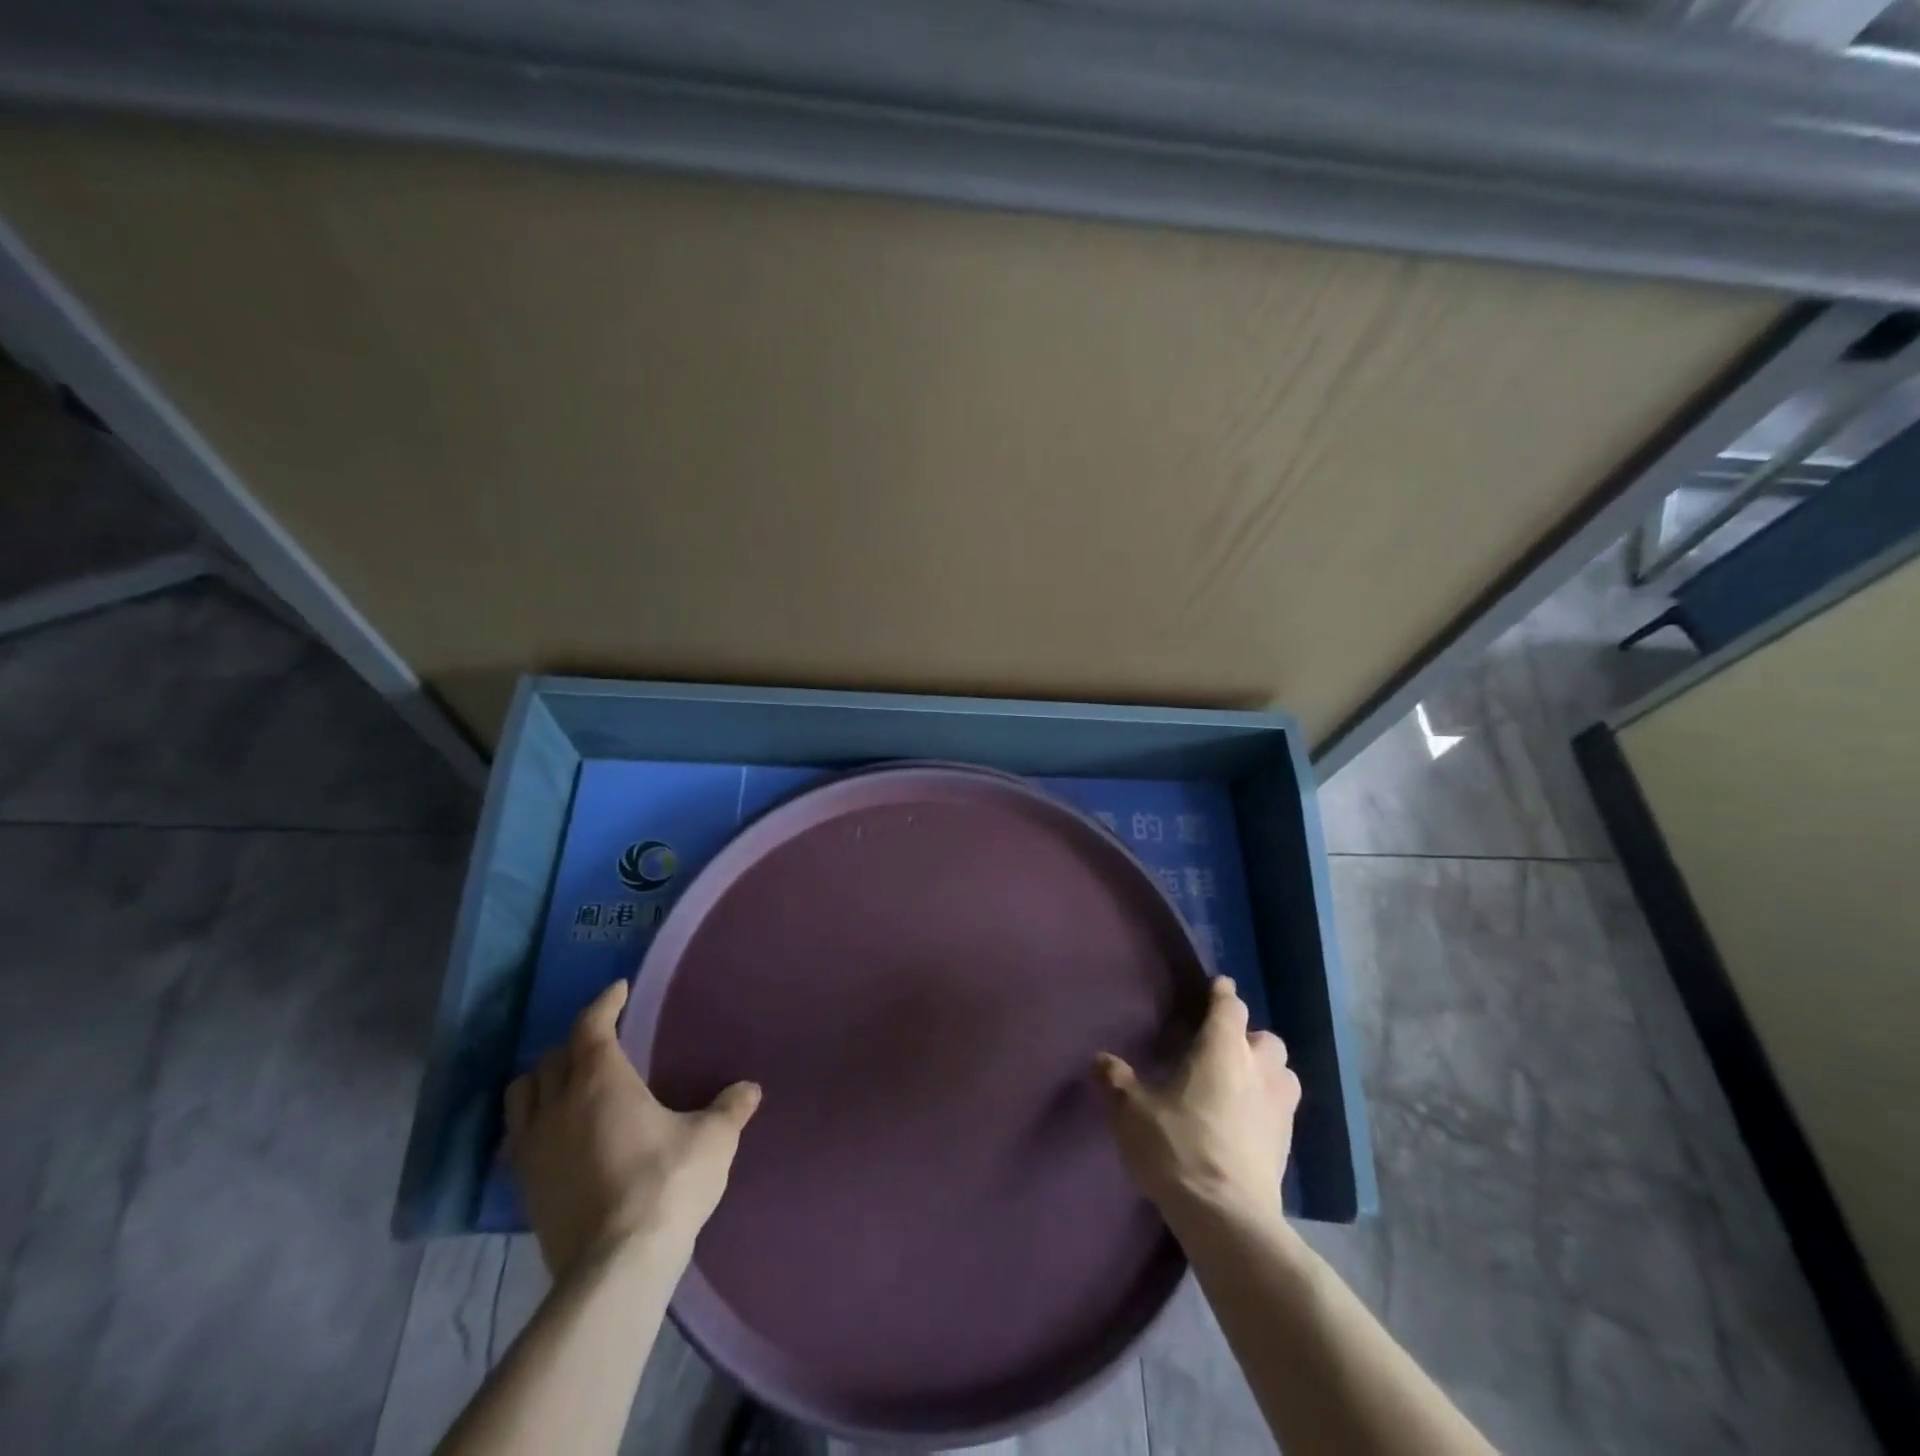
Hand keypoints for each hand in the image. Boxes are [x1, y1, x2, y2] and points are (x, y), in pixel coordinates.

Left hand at [504, 980, 760, 1279]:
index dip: (604, 1003)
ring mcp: (533, 1149)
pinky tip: (555, 1135)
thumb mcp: (713, 1140)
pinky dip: (531, 1123)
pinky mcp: (523, 1188)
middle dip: (576, 1042)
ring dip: (542, 1080)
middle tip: (602, 1042)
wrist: (616, 1267)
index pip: (591, 1025)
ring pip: (521, 1095)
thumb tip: (750, 1089)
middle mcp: (558, 1105)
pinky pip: (515, 1138)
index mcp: (601, 1081)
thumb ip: (730, 1108)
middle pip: (552, 1058)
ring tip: (567, 1084)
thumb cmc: (667, 1184)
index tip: (619, 991)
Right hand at [1096, 976, 1300, 1228]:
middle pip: (1266, 1038)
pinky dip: (1268, 1106)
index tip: (1217, 986)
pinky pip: (1282, 1110)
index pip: (1229, 1007)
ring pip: (1283, 1074)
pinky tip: (1246, 1121)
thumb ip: (1116, 1081)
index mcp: (1222, 1049)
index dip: (1222, 994)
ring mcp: (1279, 1109)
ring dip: (1266, 1071)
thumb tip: (1101, 1060)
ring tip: (1241, 1082)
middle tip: (1222, 1047)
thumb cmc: (1177, 1147)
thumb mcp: (1131, 1111)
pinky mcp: (1287, 1145)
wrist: (1226, 1217)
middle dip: (1248, 1037)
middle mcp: (1258, 1070)